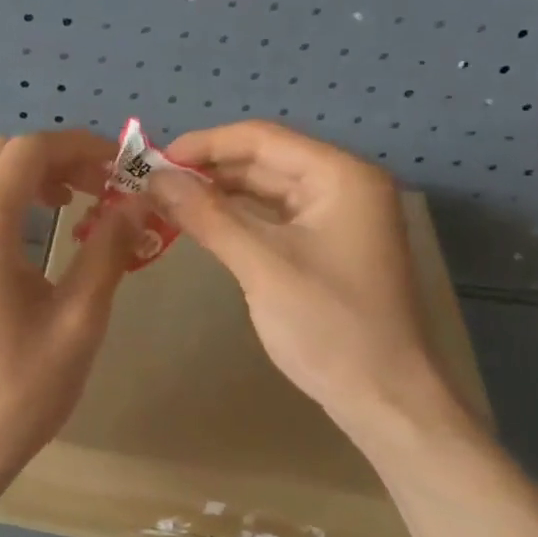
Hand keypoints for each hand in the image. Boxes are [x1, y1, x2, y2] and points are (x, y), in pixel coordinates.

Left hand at [0, 130, 141, 500]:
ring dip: (20, 173)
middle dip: (53, 157)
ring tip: (64, 204)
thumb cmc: (16, 391)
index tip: (120, 167)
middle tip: (99, 189)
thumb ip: (107, 251)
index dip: (80, 147)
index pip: (29, 151)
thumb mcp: (77, 321)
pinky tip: (24, 234)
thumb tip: (135, 203)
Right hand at [147, 121, 478, 446]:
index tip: (154, 159)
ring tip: (167, 201)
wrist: (384, 398)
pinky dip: (238, 219)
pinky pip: (274, 219)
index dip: (204, 144)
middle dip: (209, 169)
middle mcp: (342, 185)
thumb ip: (207, 215)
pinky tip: (203, 224)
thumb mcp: (261, 265)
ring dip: (220, 194)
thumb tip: (155, 177)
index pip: (262, 138)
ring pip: (267, 190)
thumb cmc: (328, 326)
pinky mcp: (326, 247)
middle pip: (264, 160)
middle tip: (153, 183)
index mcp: (339, 175)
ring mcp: (337, 218)